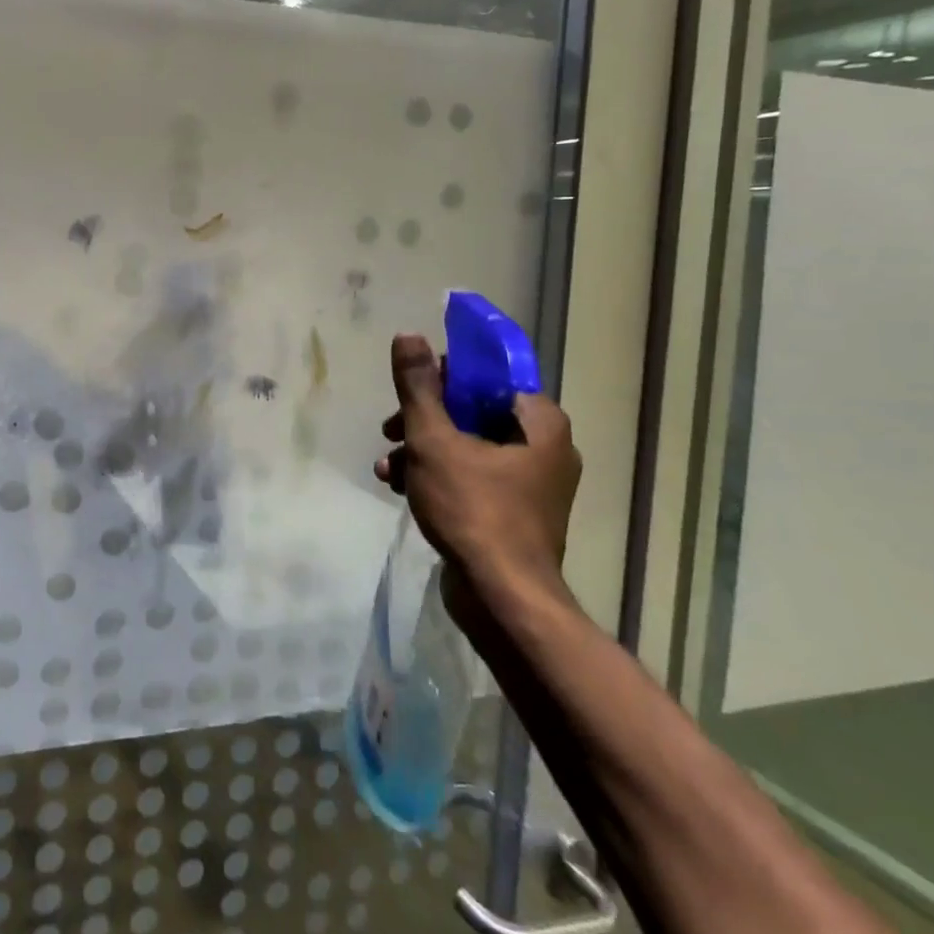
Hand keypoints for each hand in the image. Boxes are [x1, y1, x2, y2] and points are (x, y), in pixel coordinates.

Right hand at [374, 333, 580, 609]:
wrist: (501, 598)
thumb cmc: (473, 508)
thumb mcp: (434, 440)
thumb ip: (419, 387)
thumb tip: (409, 335)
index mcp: (539, 422)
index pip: (490, 375)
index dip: (445, 375)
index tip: (411, 389)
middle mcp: (545, 447)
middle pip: (473, 411)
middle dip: (424, 420)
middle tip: (391, 430)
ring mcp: (532, 483)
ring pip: (467, 446)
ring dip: (422, 450)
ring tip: (388, 468)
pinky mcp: (515, 512)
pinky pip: (472, 476)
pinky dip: (438, 476)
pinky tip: (401, 488)